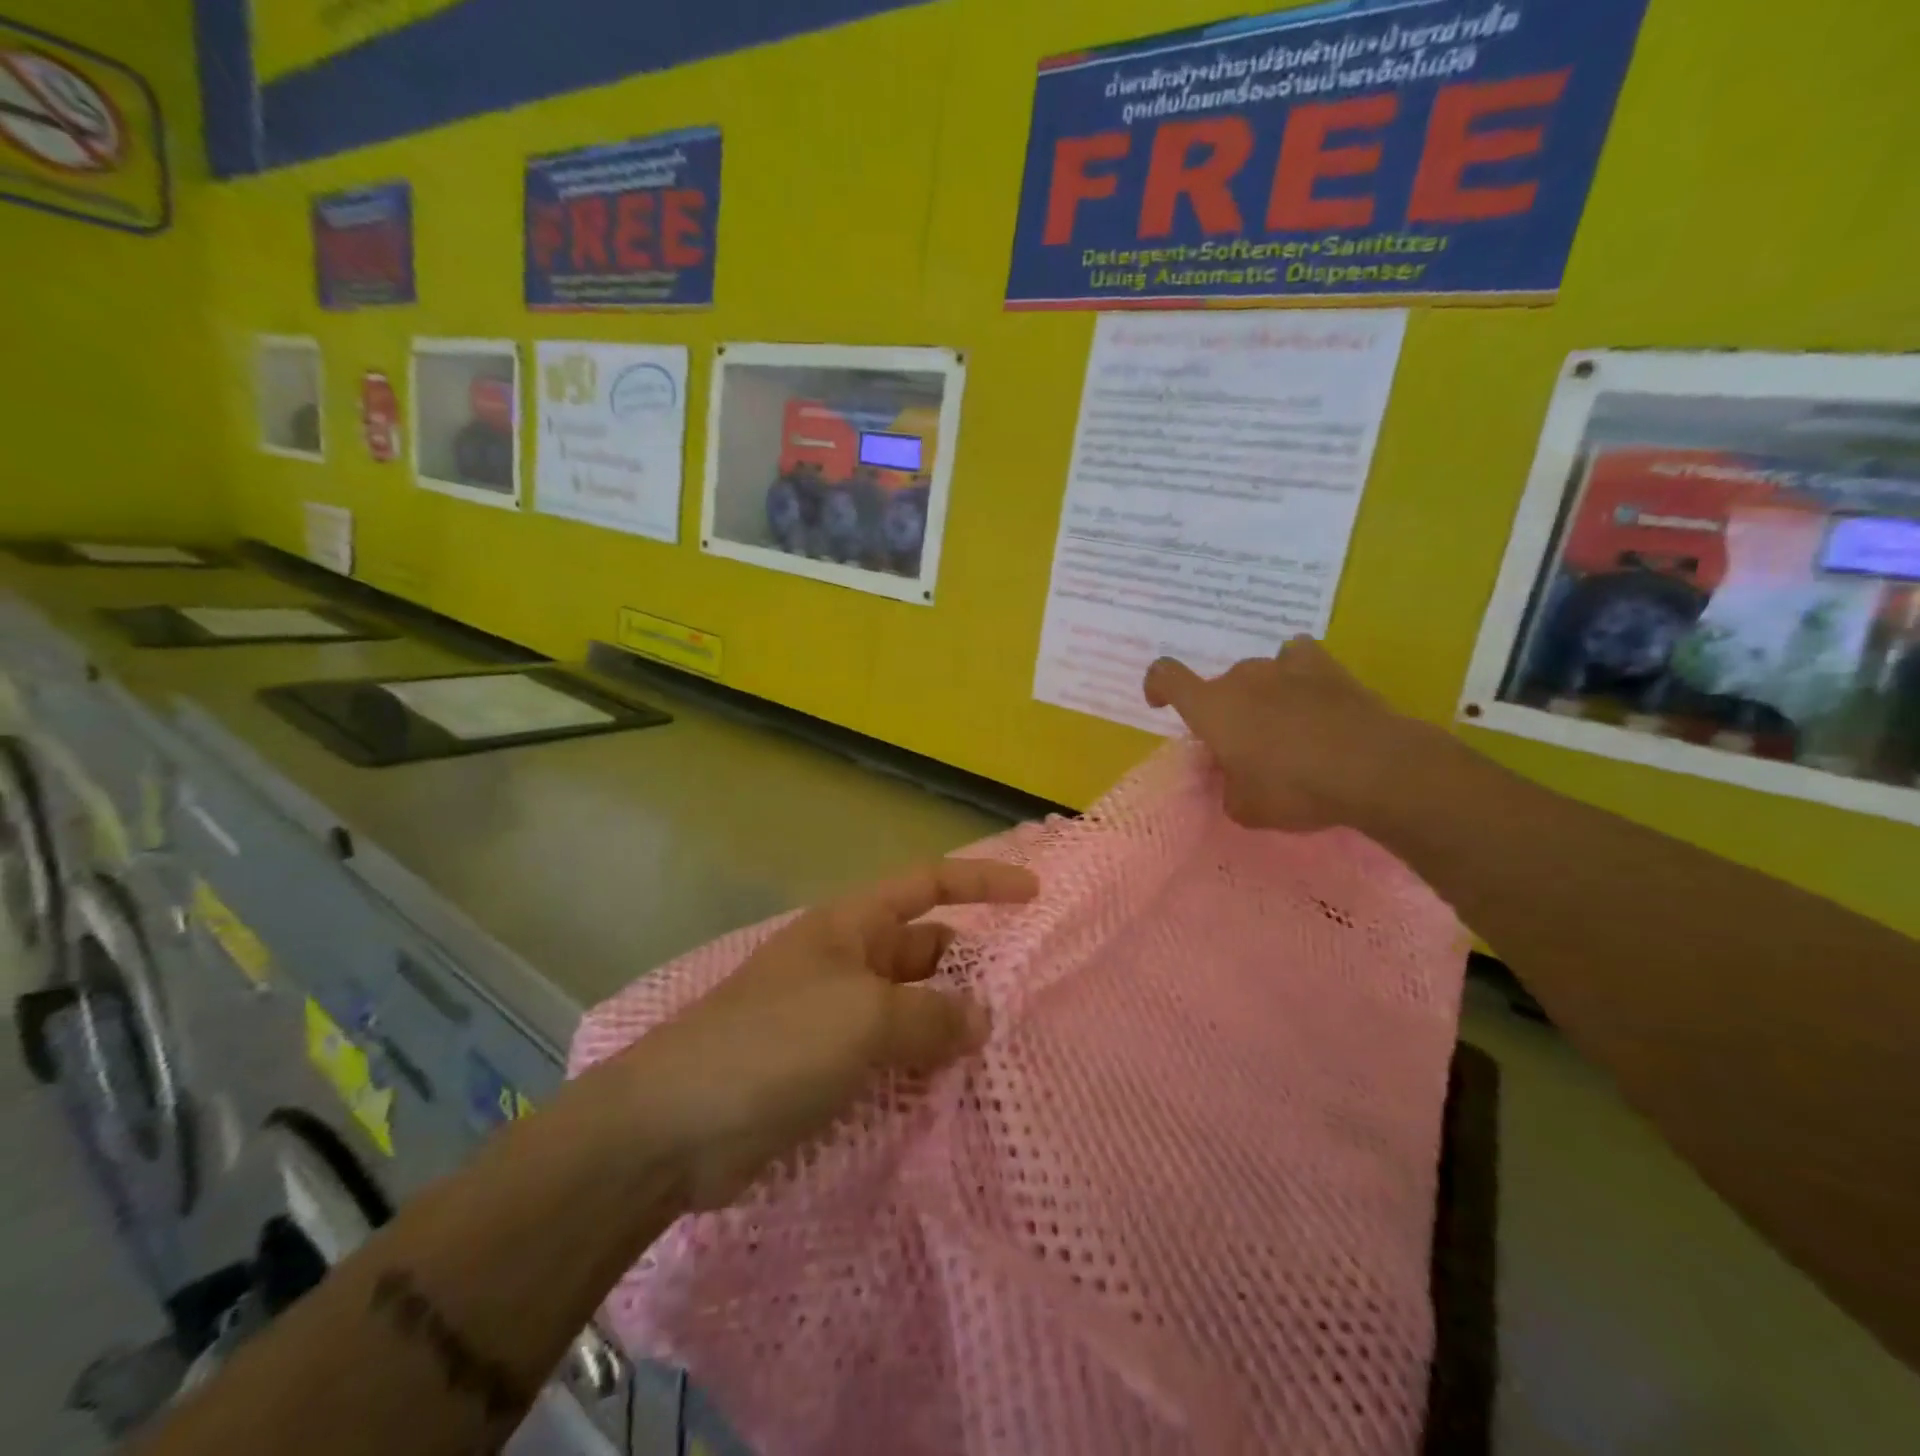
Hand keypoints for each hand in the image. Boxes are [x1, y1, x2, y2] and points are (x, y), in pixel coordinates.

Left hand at [624, 859, 1039, 1210]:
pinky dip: (924, 1070)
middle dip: (972, 972)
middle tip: (1026, 1007)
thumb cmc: (773, 1044)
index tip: (1034, 894)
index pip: (928, 884)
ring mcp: (838, 1018)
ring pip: (914, 1011)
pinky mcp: (830, 1071)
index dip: (982, 881)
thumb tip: (981, 1018)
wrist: (674, 1127)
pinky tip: (957, 1097)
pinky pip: (894, 1058)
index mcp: (853, 925)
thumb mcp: (863, 1018)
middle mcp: (850, 962)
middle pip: (928, 951)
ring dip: (951, 1029)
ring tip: (1004, 1059)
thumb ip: (931, 1015)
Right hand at [1143, 636, 1431, 832]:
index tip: (1160, 703)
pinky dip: (1297, 673)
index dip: (1157, 686)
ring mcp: (1284, 667)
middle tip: (1244, 748)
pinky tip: (1308, 694)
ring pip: (1258, 674)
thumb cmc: (1294, 789)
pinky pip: (1298, 659)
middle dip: (1224, 712)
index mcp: (1211, 707)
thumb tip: (1232, 777)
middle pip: (1219, 686)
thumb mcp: (1245, 808)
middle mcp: (1241, 678)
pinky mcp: (1326, 667)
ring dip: (1261, 695)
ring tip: (1283, 726)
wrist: (1372, 768)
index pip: (1166, 677)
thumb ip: (1227, 788)